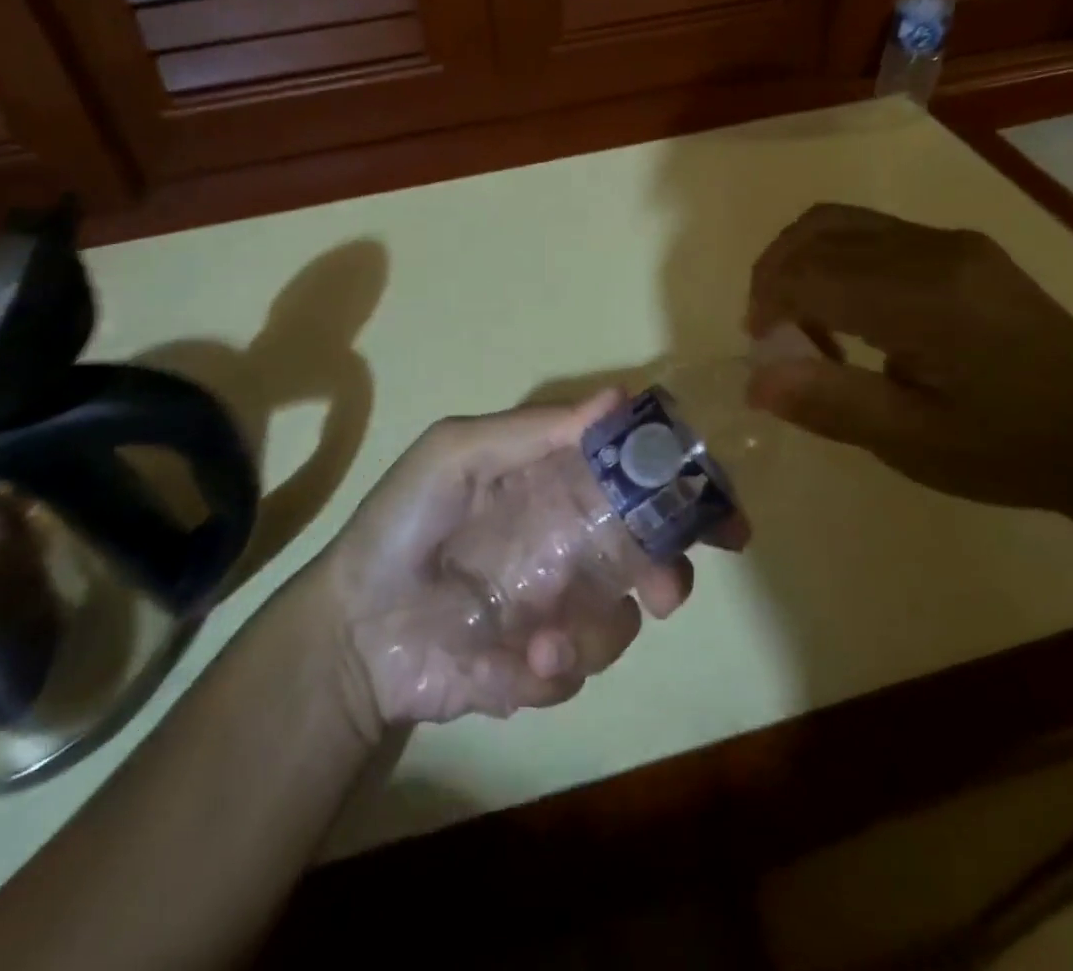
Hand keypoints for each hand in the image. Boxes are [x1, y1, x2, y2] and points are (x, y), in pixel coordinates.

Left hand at [320, 394, 697, 729]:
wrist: (352, 625)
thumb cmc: (404, 522)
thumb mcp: (456, 454)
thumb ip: (532, 431)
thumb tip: (618, 397)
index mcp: (555, 491)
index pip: (633, 482)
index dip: (681, 492)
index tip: (720, 512)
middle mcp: (567, 547)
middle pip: (649, 556)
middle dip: (671, 573)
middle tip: (665, 589)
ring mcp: (556, 610)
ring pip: (620, 621)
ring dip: (596, 632)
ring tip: (546, 640)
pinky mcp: (537, 669)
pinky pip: (574, 674)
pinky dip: (554, 672)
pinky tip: (517, 664)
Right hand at [745, 204, 1072, 510]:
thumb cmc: (1014, 449)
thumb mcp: (916, 443)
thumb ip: (832, 403)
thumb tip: (755, 380)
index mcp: (924, 297)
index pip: (812, 270)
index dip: (768, 299)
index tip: (758, 345)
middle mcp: (934, 249)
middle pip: (820, 230)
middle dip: (776, 273)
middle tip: (768, 330)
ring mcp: (952, 242)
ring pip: (844, 222)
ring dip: (804, 261)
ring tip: (800, 320)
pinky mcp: (963, 249)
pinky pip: (874, 234)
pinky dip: (837, 261)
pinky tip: (849, 313)